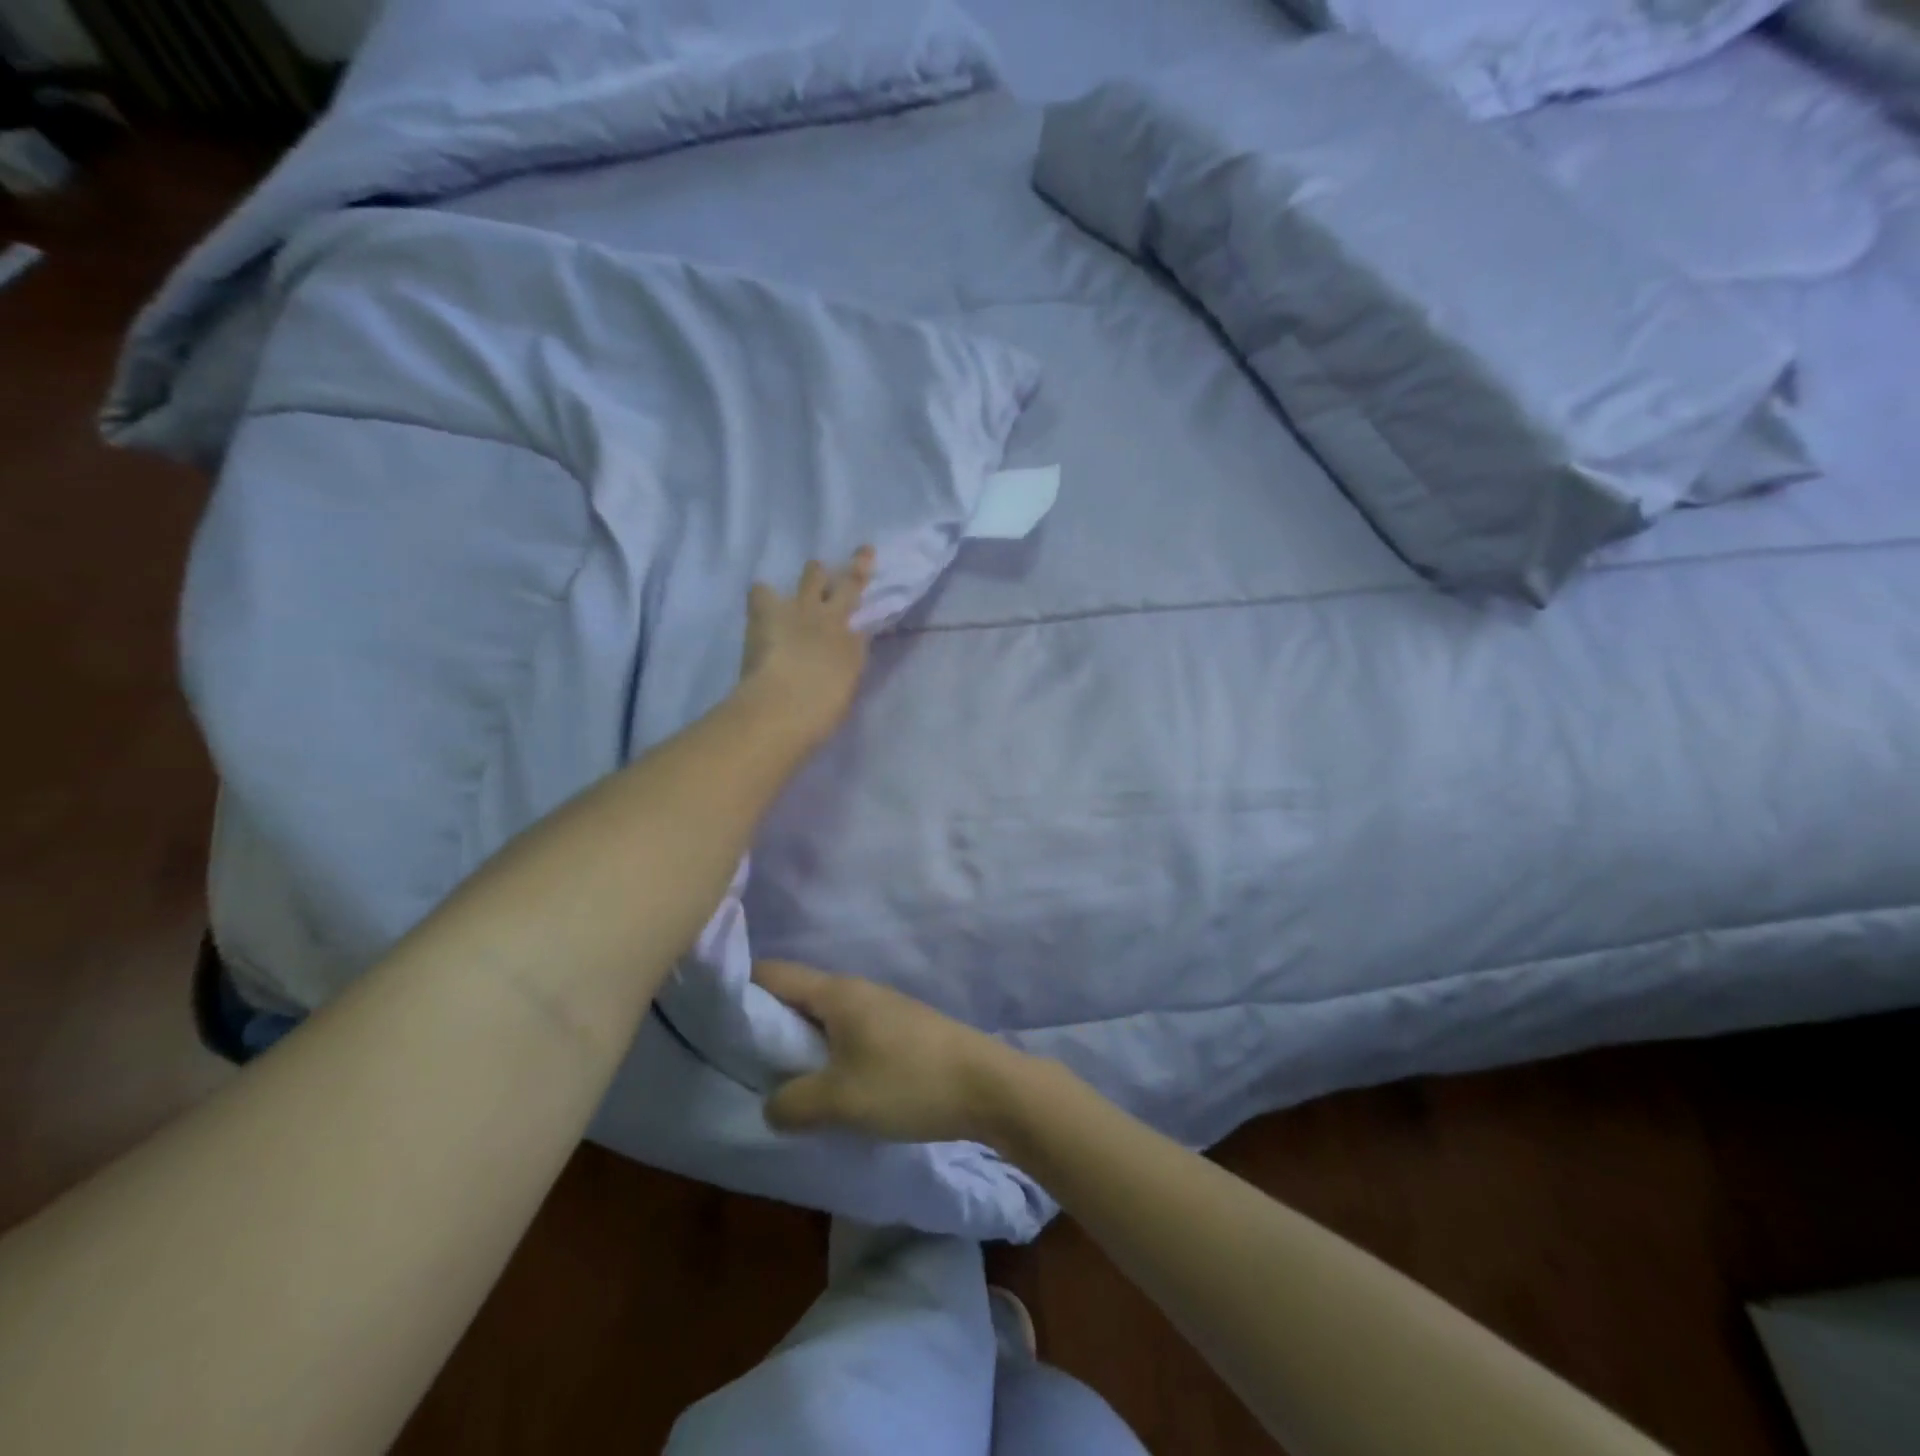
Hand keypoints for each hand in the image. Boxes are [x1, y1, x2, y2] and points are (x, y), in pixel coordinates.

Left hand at [738, 548, 875, 748]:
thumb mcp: (844, 691)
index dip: (866, 611)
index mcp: (854, 646)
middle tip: (863, 553)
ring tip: (814, 572)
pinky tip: (763, 597)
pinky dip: (764, 594)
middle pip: (850, 583)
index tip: (868, 604)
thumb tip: (841, 659)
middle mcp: (833, 619)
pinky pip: (763, 590)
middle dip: (857, 566)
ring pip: (813, 574)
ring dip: (815, 572)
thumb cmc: (819, 713)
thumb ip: (844, 669)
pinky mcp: (767, 610)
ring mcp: (801, 609)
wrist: (783, 706)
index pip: (865, 621)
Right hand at [753, 960, 1031, 1145]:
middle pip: (798, 996)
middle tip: (740, 1063)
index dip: (740, 990)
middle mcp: (857, 990)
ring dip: (801, 1045)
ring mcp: (882, 1008)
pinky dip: (829, 1054)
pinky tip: (827, 1087)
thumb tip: (771, 1104)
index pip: (774, 974)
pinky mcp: (900, 1030)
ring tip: (779, 1082)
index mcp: (836, 993)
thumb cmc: (908, 1083)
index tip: (713, 1019)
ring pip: (825, 1018)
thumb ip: (792, 1102)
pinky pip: (849, 1034)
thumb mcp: (840, 1100)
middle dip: (767, 1025)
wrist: (987, 1086)